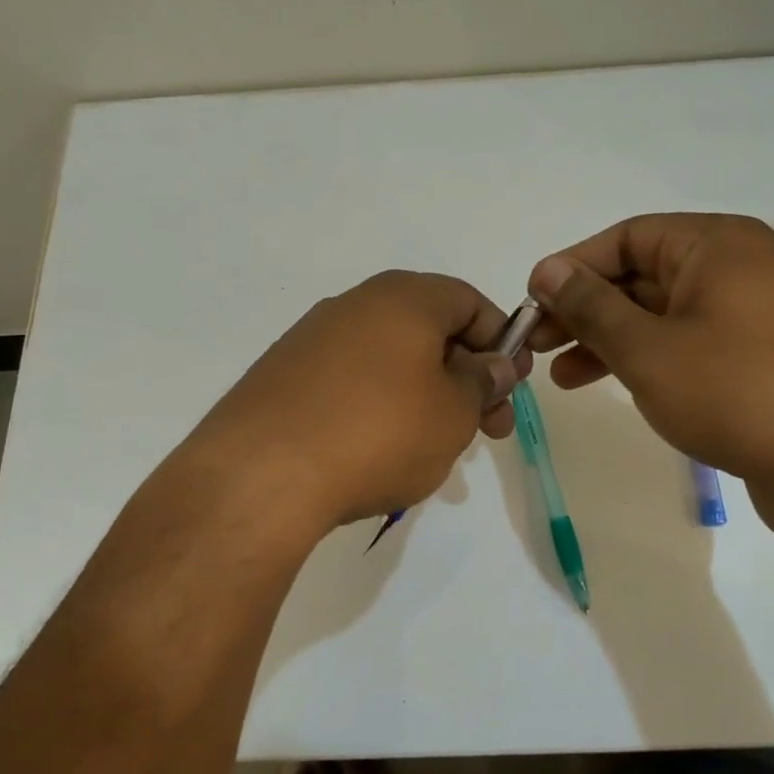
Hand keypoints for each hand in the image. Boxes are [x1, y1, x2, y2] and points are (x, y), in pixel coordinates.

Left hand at [187, 271, 529, 528]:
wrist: (261, 475)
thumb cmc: (380, 433)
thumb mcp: (454, 412)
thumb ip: (482, 381)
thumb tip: (493, 364)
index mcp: (403, 298)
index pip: (469, 301)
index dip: (501, 340)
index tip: (511, 386)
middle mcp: (354, 305)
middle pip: (429, 330)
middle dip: (467, 377)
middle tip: (487, 429)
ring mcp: (311, 339)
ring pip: (389, 360)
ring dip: (425, 396)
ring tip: (436, 448)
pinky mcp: (282, 377)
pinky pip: (349, 382)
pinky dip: (379, 407)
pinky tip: (381, 452)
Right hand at [526, 213, 773, 494]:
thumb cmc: (732, 392)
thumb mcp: (646, 348)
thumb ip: (591, 306)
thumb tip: (547, 272)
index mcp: (716, 244)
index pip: (627, 238)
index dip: (573, 267)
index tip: (532, 302)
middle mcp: (736, 266)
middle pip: (641, 275)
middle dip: (585, 310)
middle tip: (537, 343)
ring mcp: (749, 311)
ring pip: (659, 313)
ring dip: (607, 339)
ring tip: (559, 376)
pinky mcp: (753, 353)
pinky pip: (684, 340)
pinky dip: (643, 356)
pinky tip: (607, 382)